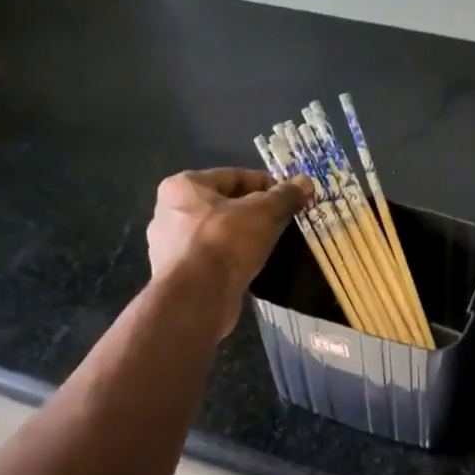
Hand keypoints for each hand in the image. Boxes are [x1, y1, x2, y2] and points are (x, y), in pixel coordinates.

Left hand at [146, 167, 312, 336]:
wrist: (196, 298)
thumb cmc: (226, 242)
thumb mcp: (264, 213)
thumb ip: (285, 196)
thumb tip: (306, 181)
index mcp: (183, 186)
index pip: (234, 176)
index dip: (267, 184)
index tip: (290, 197)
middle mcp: (169, 211)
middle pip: (224, 204)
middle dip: (254, 211)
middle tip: (283, 221)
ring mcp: (170, 245)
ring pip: (219, 232)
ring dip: (243, 236)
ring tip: (271, 244)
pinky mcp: (178, 274)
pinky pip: (212, 257)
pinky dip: (232, 258)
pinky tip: (252, 265)